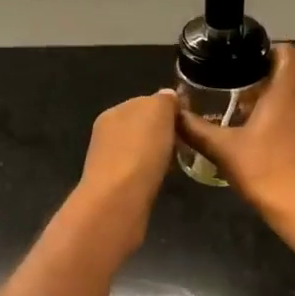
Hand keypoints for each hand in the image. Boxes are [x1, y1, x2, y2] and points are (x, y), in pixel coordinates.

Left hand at [77, 91, 179, 233]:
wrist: (118, 199)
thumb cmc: (140, 149)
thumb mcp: (158, 111)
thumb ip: (164, 100)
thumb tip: (168, 96)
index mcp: (114, 111)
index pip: (145, 102)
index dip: (168, 110)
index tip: (187, 121)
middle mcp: (107, 133)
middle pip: (142, 127)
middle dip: (162, 133)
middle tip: (185, 143)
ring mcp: (108, 161)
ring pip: (140, 150)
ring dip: (156, 153)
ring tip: (176, 162)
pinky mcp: (114, 186)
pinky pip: (139, 171)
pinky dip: (151, 172)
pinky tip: (162, 179)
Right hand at [178, 44, 294, 222]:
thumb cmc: (269, 172)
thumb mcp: (224, 150)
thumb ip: (196, 129)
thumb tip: (172, 113)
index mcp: (289, 90)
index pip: (286, 52)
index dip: (264, 50)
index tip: (239, 61)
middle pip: (285, 77)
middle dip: (257, 82)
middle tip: (226, 93)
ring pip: (292, 101)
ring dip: (267, 105)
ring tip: (235, 118)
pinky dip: (279, 123)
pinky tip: (256, 144)